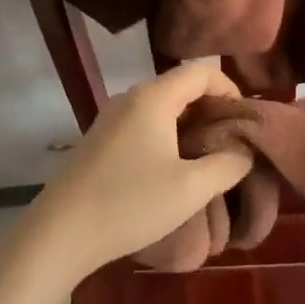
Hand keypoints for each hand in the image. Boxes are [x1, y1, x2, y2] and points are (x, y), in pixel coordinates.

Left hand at [28, 62, 254, 280]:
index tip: (244, 120)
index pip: (201, 71)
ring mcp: (111, 117)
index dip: (229, 88)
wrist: (60, 233)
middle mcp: (131, 96)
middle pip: (181, 85)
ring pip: (162, 105)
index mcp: (154, 97)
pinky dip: (167, 133)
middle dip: (211, 108)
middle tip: (232, 141)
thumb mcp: (190, 189)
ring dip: (189, 123)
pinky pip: (144, 121)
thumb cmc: (130, 203)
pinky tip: (173, 166)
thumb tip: (244, 151)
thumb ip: (226, 164)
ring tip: (208, 156)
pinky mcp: (100, 138)